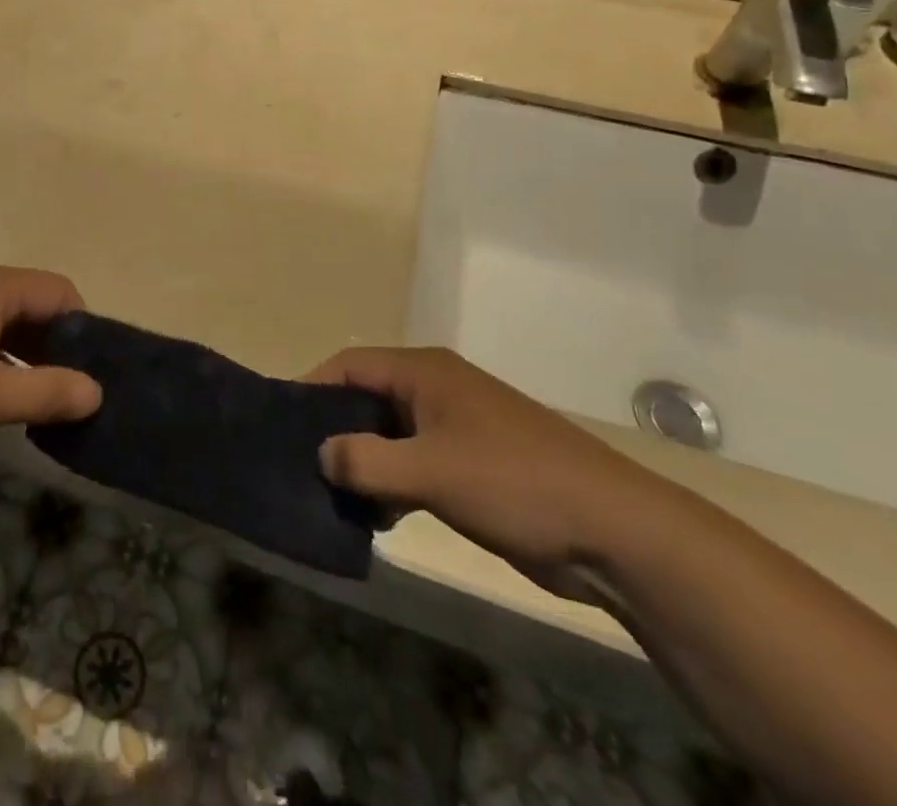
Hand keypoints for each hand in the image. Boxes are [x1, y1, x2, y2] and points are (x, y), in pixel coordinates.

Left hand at [0, 265, 100, 463]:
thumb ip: (43, 392)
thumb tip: (97, 391)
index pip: (61, 293)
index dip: (86, 331)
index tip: (96, 379)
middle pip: (33, 309)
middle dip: (57, 351)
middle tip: (73, 402)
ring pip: (1, 330)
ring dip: (24, 363)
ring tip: (38, 411)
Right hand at [307, 346, 665, 601]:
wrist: (614, 532)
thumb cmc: (513, 482)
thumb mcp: (429, 471)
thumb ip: (366, 461)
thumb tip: (321, 454)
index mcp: (425, 372)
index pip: (350, 364)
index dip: (313, 386)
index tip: (281, 420)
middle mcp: (437, 390)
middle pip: (368, 397)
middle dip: (335, 428)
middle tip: (301, 463)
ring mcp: (458, 427)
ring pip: (391, 434)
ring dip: (364, 461)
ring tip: (332, 495)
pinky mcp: (474, 465)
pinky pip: (416, 463)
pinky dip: (393, 482)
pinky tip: (378, 517)